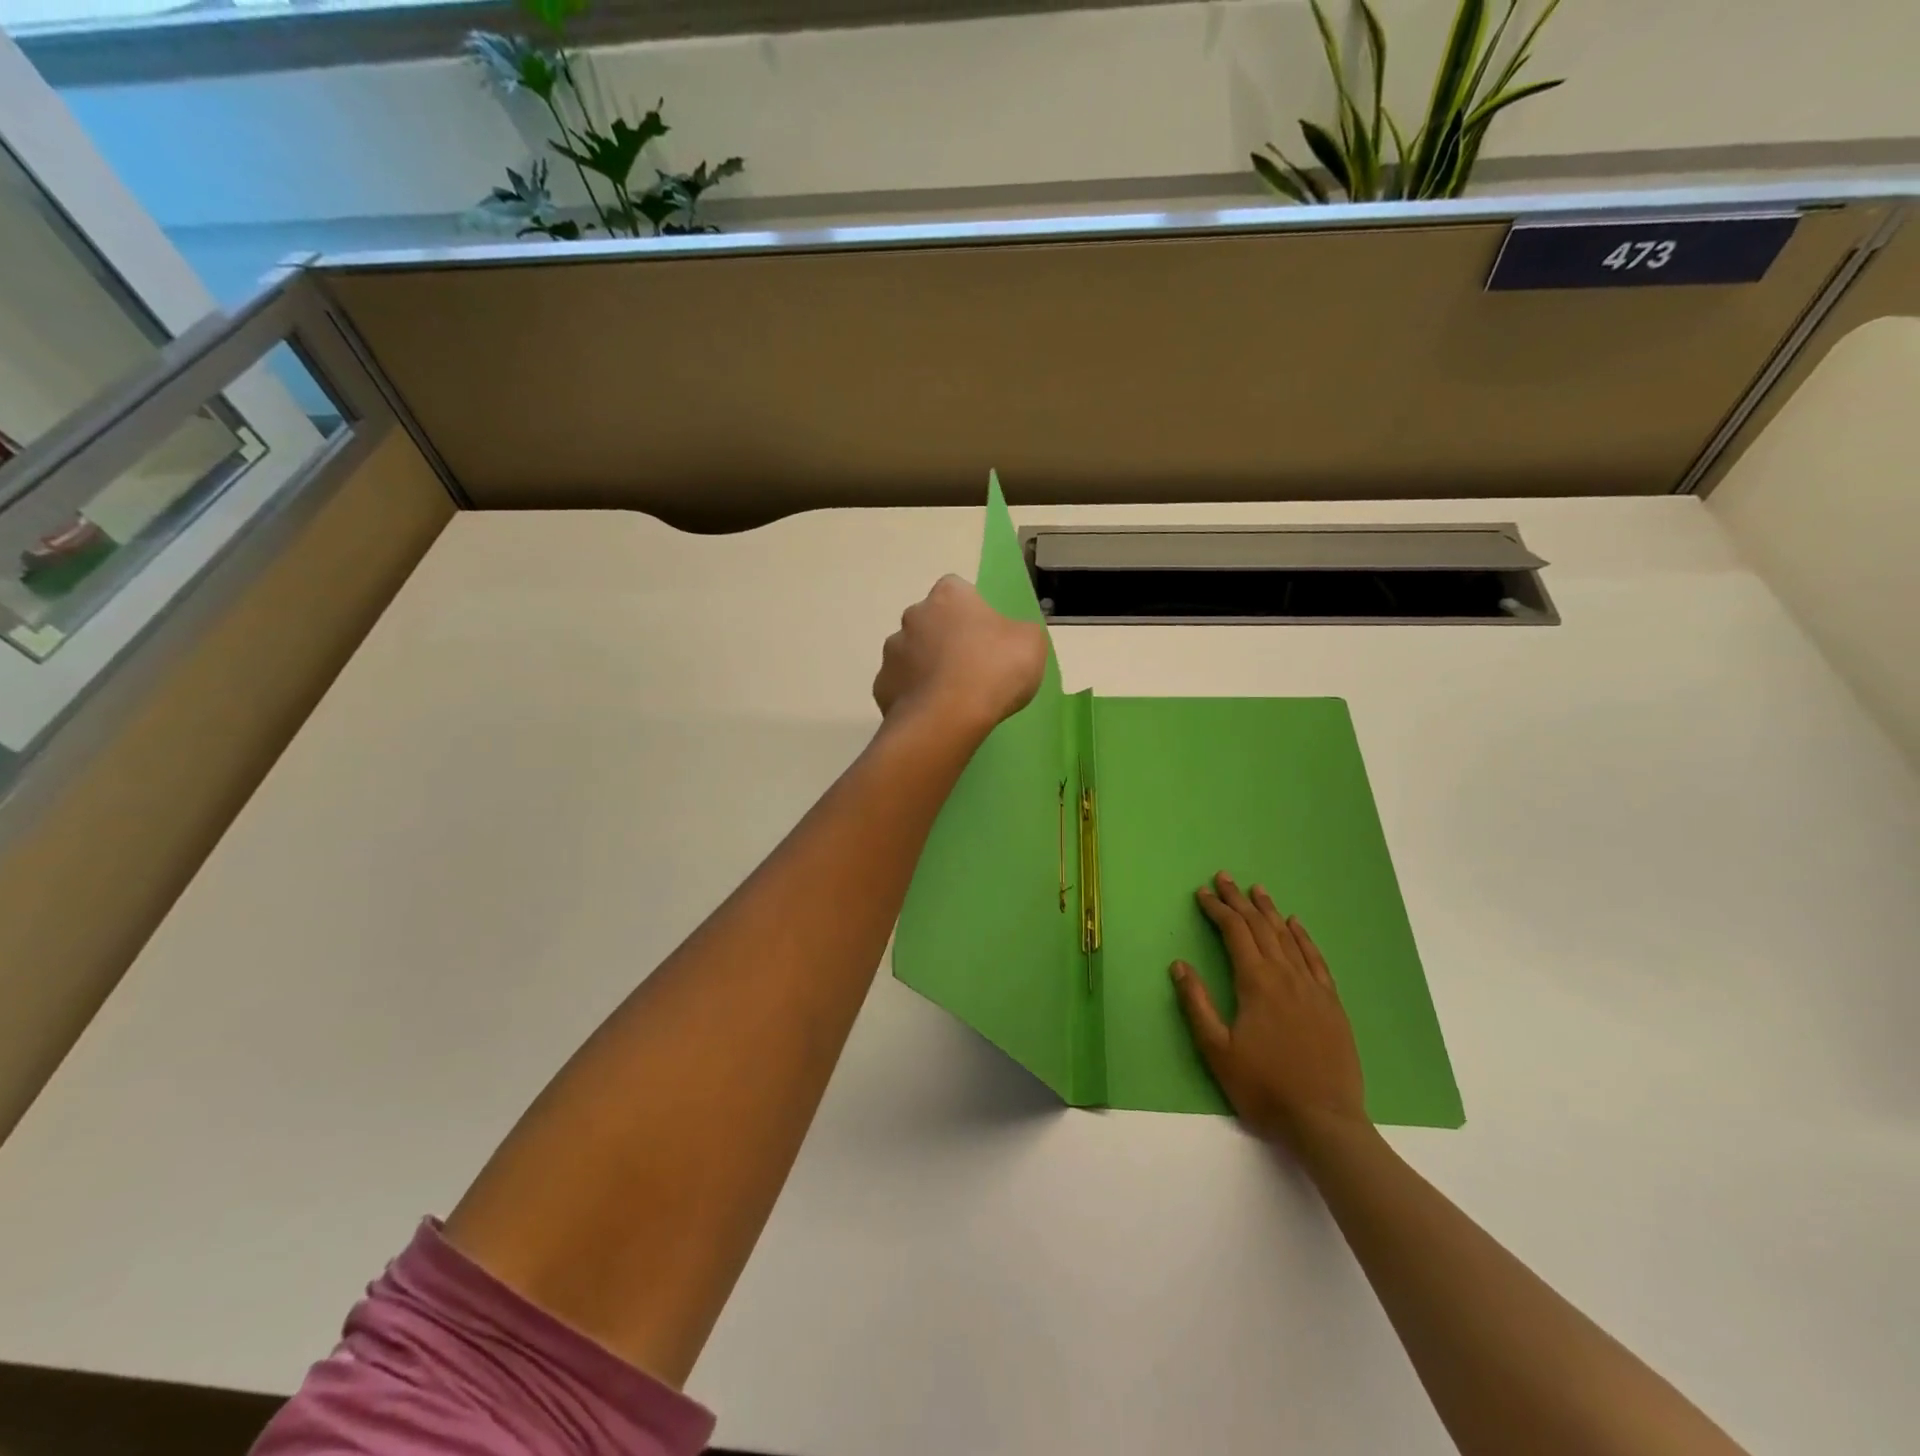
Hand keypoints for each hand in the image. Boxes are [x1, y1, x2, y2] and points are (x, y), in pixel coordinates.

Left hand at [873, 576, 1048, 737]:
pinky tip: (932, 714)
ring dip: (926, 668)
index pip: (957, 590)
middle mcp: (913, 616)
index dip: (972, 611)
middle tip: (970, 668)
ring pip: (911, 655)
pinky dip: (913, 697)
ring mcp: (892, 652)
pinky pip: (900, 687)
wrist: (947, 719)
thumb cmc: (993, 671)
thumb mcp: (1031, 643)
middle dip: (945, 639)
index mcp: (949, 597)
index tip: (986, 635)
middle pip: (930, 622)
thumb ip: (1019, 632)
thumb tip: (1009, 637)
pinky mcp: (881, 686)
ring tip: (951, 697)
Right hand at [1171, 873, 1367, 1149]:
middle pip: (1260, 927)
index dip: (1217, 910)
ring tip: (1257, 890)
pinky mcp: (1332, 1004)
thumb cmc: (1264, 1087)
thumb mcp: (1217, 1050)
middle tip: (1224, 878)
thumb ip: (1196, 1004)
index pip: (1234, 933)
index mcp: (1256, 983)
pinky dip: (1303, 937)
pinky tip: (1296, 925)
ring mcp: (1313, 988)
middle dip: (1239, 901)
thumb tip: (1179, 965)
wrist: (1324, 1121)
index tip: (1202, 893)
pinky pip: (1315, 959)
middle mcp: (1286, 976)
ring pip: (1288, 937)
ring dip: (1269, 911)